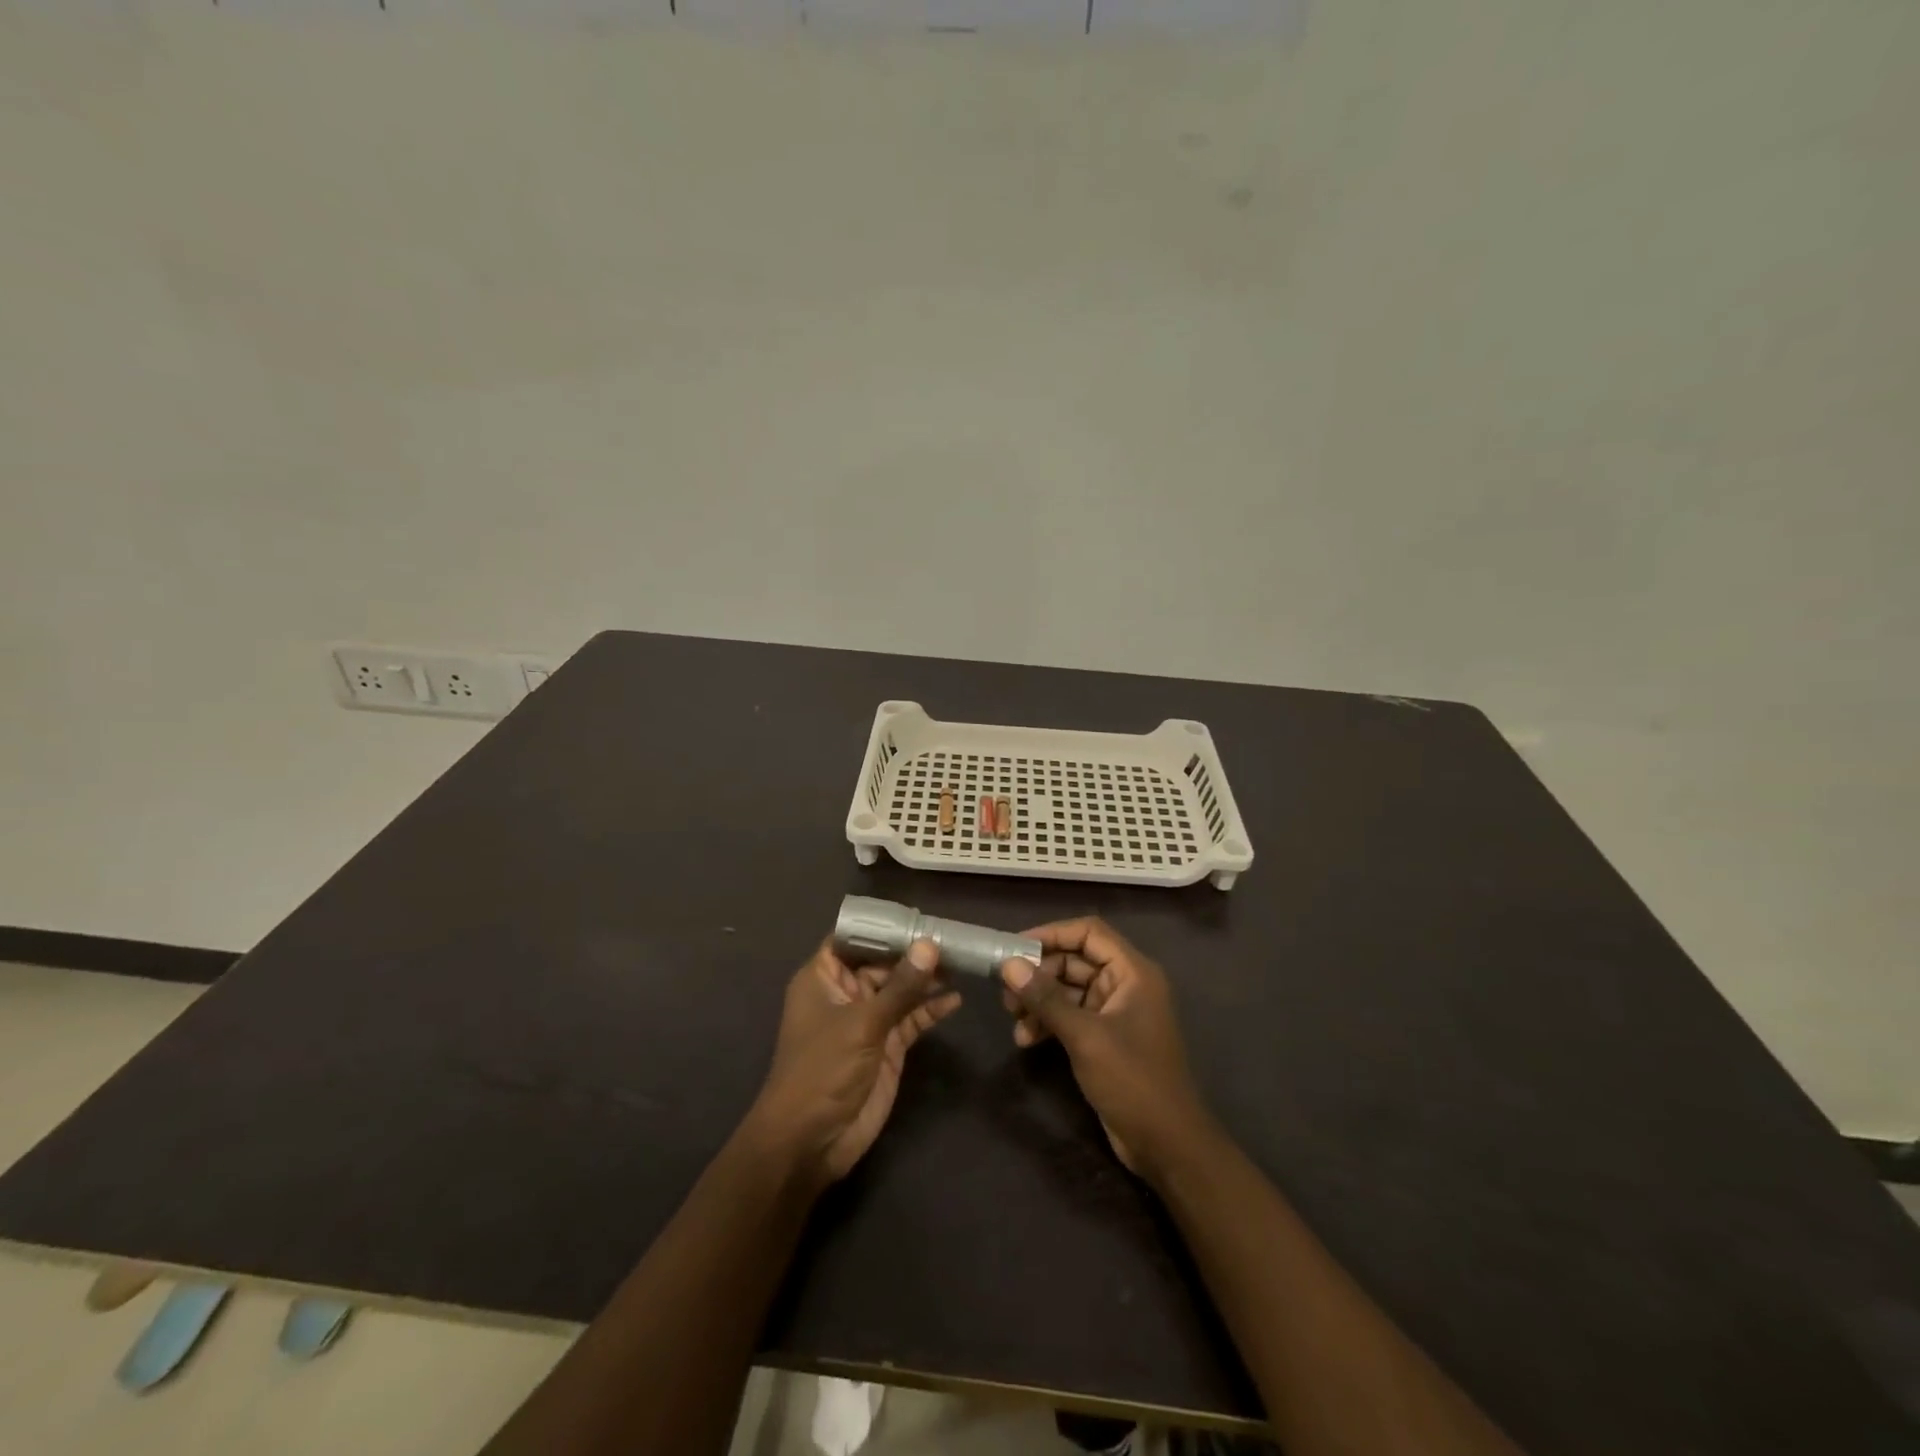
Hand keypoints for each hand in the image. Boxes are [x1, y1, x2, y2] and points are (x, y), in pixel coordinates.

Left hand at [749, 938, 960, 1189]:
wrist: (811, 1141)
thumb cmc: (823, 1070)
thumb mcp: (862, 1023)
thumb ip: (900, 987)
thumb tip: (930, 945)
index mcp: (823, 977)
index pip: (852, 938)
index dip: (881, 926)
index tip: (916, 913)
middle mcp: (845, 993)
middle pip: (883, 961)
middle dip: (913, 951)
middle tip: (952, 937)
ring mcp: (867, 1020)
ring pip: (901, 989)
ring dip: (927, 978)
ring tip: (961, 962)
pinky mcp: (887, 1046)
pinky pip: (911, 1018)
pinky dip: (931, 1009)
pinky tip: (955, 999)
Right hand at [1001, 918, 1212, 1178]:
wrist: (1167, 1145)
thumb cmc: (1132, 1080)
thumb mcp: (1085, 1036)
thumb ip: (1046, 998)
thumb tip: (1008, 965)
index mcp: (1133, 972)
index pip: (1089, 932)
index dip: (1052, 933)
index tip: (1015, 946)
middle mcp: (1126, 985)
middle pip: (1076, 960)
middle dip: (1039, 973)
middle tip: (1006, 990)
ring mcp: (1116, 1013)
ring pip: (1070, 990)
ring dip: (1040, 1000)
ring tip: (1012, 1017)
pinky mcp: (1106, 1038)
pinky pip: (1072, 1016)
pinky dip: (1049, 1022)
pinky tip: (1026, 1039)